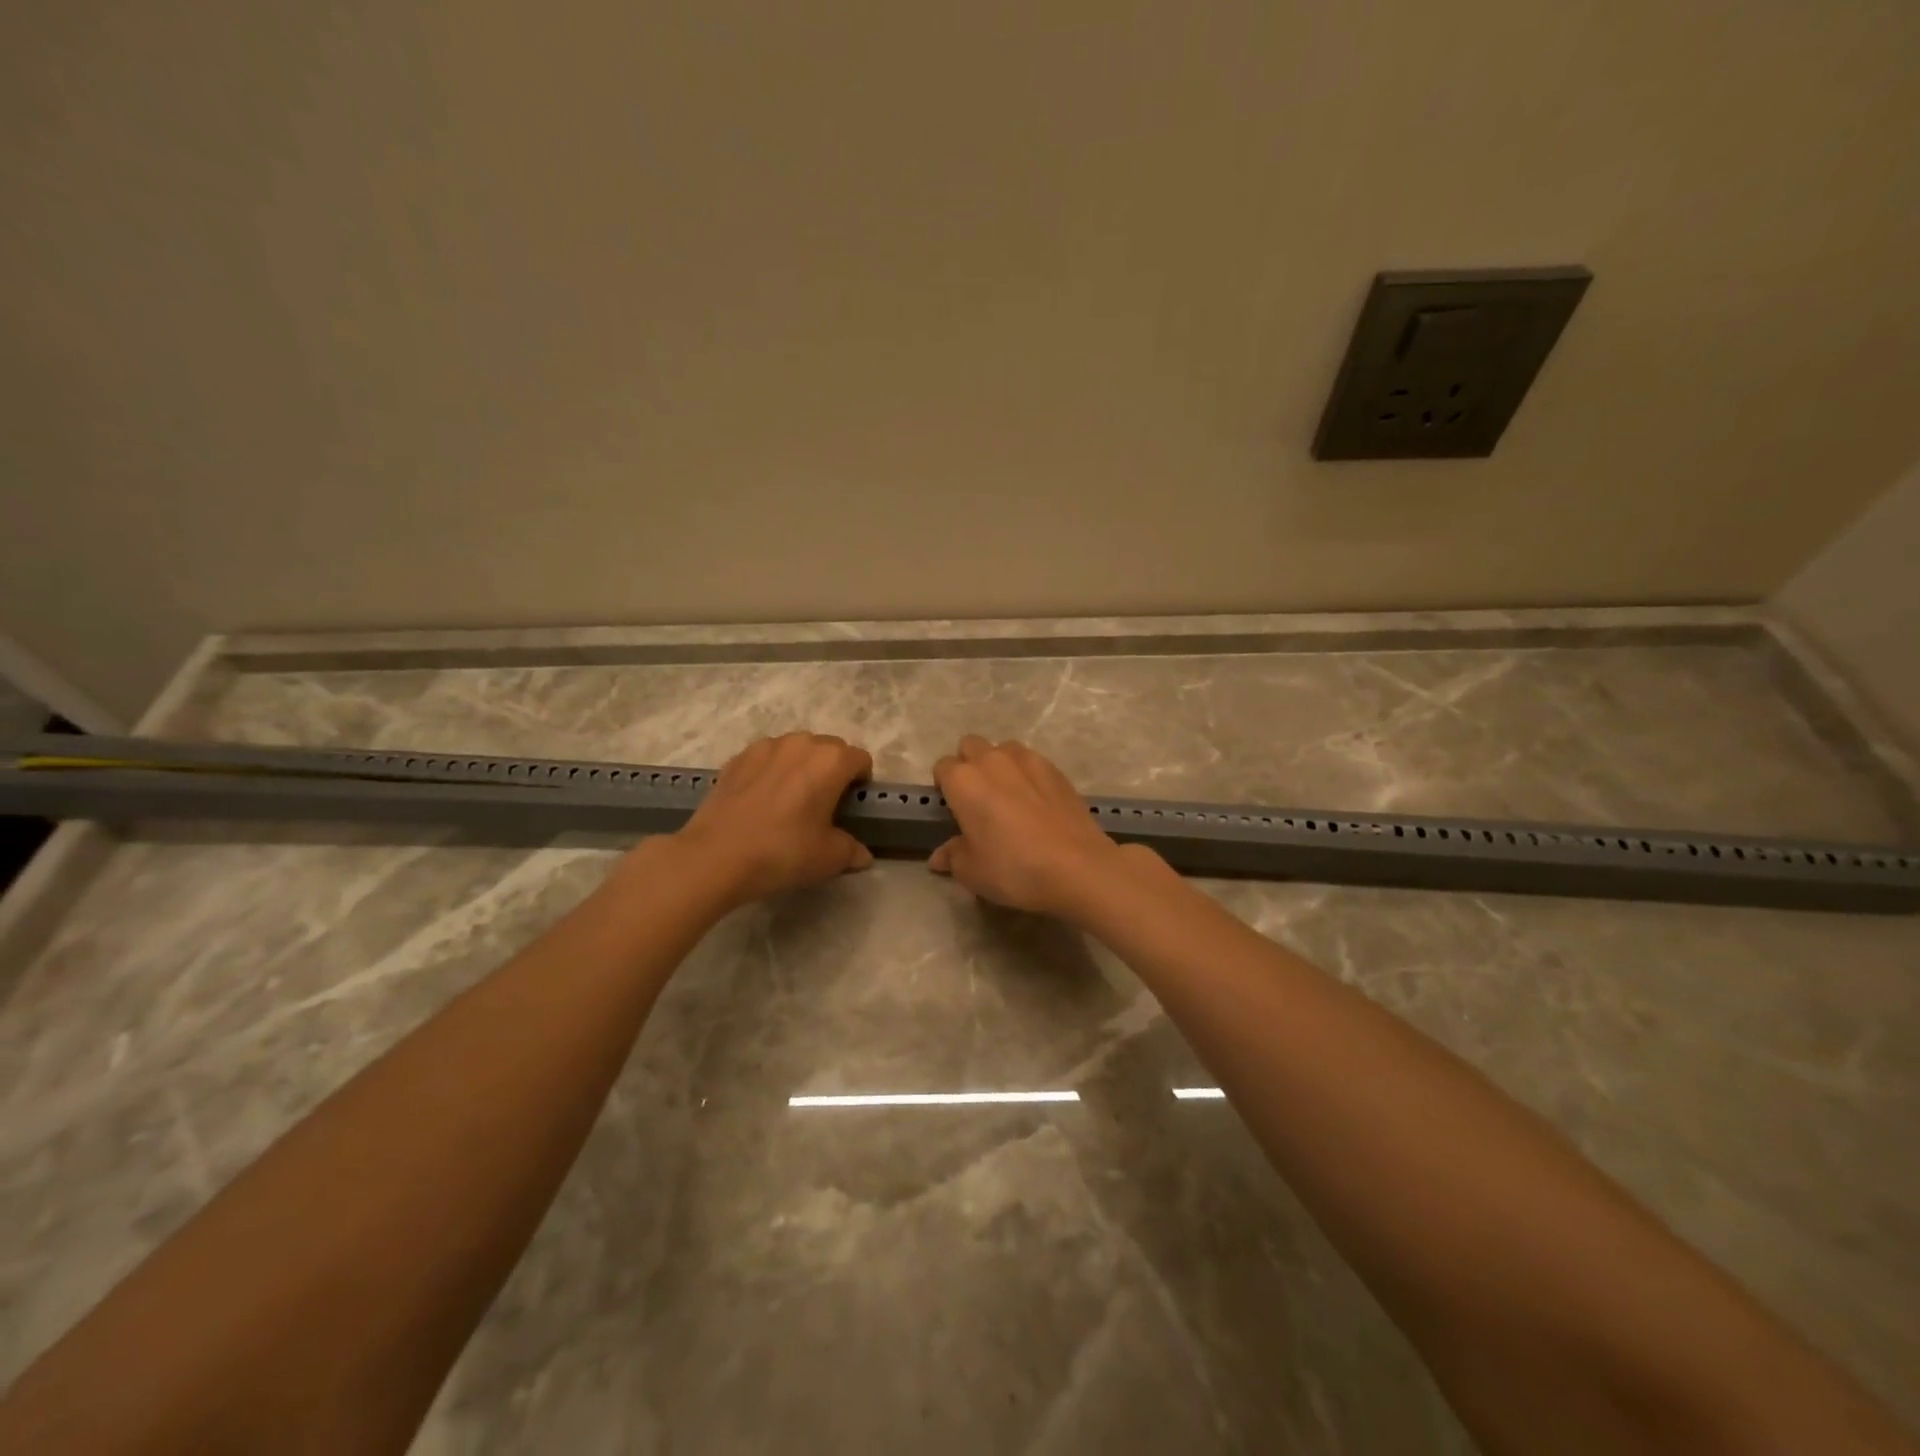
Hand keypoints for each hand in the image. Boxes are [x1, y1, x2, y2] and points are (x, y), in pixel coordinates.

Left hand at [671, 732, 873, 907]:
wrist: (715, 856)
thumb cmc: (783, 852)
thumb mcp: (828, 858)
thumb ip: (852, 851)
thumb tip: (862, 855)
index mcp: (831, 761)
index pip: (860, 759)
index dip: (861, 781)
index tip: (851, 805)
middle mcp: (801, 743)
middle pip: (829, 748)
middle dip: (832, 770)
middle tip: (823, 804)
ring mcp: (765, 747)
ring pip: (795, 749)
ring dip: (801, 766)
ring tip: (790, 799)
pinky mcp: (736, 758)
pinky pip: (766, 758)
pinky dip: (770, 772)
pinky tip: (761, 801)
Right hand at [929, 735, 1153, 919]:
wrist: (1077, 867)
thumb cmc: (1013, 868)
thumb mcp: (972, 871)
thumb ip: (953, 856)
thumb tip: (940, 856)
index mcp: (964, 781)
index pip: (942, 768)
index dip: (945, 787)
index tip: (953, 809)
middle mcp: (992, 760)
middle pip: (970, 746)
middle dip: (969, 764)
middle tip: (977, 799)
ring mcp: (1028, 760)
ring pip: (1003, 749)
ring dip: (999, 765)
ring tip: (1009, 797)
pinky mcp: (1056, 769)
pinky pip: (1032, 762)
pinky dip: (1027, 775)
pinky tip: (1037, 803)